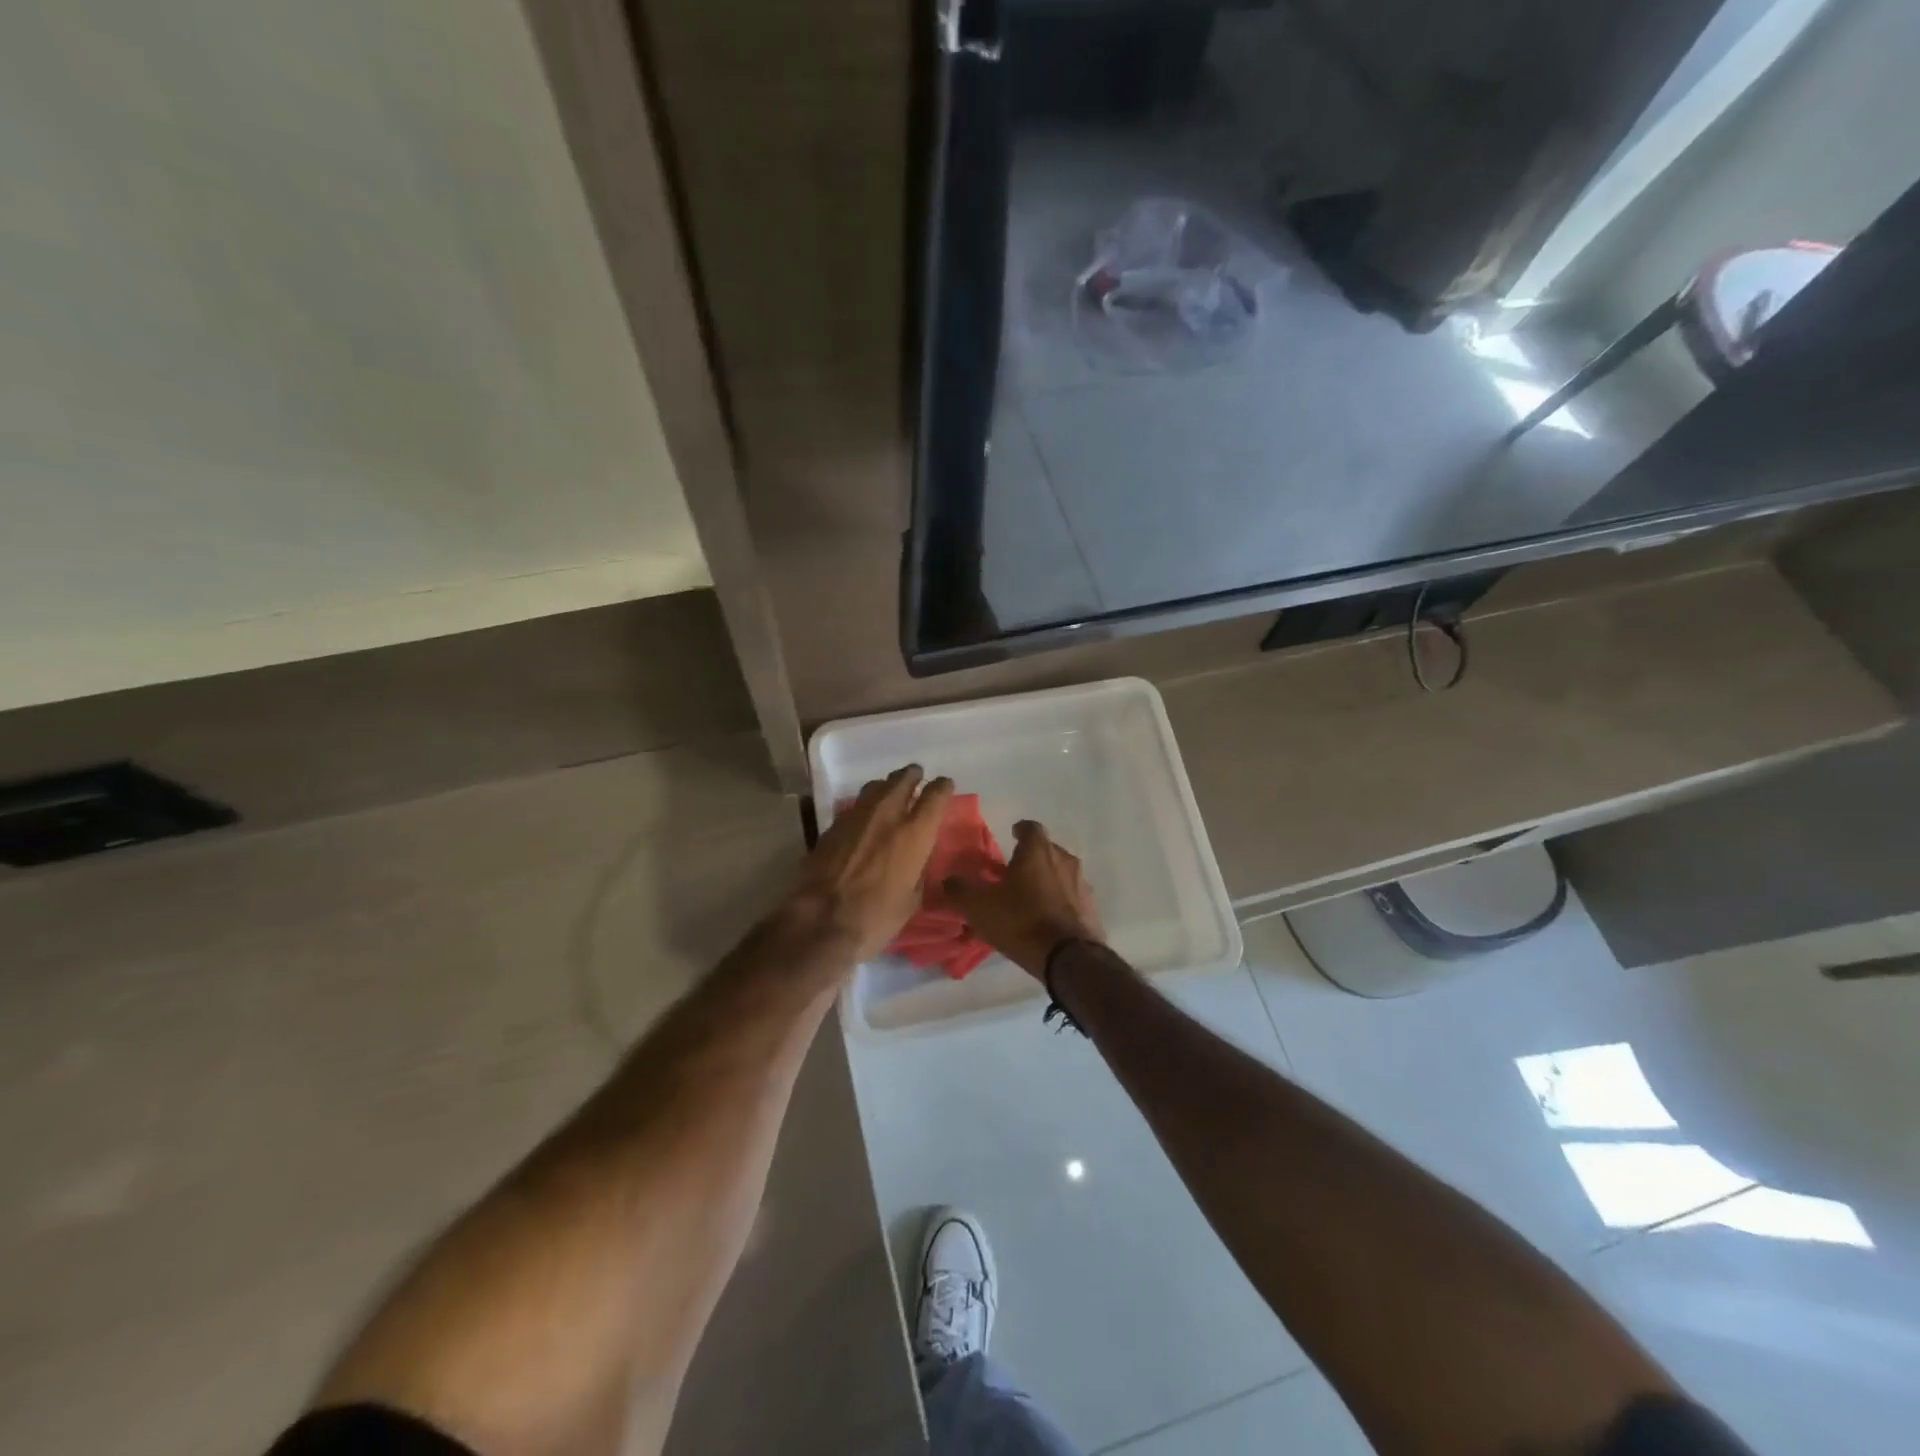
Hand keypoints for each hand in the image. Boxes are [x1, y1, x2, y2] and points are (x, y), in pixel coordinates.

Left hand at [785, 765, 953, 965]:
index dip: (943, 787)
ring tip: (890, 792)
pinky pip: (854, 807)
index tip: (945, 785)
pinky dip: (865, 807)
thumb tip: (915, 860)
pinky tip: (864, 819)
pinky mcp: (832, 826)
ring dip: (886, 786)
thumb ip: (917, 870)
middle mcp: (887, 814)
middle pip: (902, 779)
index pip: (935, 796)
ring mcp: (856, 816)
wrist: (822, 920)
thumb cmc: (877, 916)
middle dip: (912, 776)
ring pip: (875, 787)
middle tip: (916, 777)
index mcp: (915, 832)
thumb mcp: (912, 898)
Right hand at [944, 820, 1104, 978]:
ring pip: (1060, 874)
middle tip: (1013, 873)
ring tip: (1029, 899)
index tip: (1011, 837)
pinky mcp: (1091, 909)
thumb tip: (947, 880)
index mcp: (1038, 851)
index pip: (1030, 827)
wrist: (1069, 958)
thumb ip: (959, 889)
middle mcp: (1064, 860)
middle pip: (1047, 851)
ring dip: (1046, 881)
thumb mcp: (979, 906)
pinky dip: (1059, 902)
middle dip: (1031, 858)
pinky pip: (1071, 898)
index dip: (1019, 831)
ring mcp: (1082, 885)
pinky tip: (1046, 920)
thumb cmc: (1021, 921)